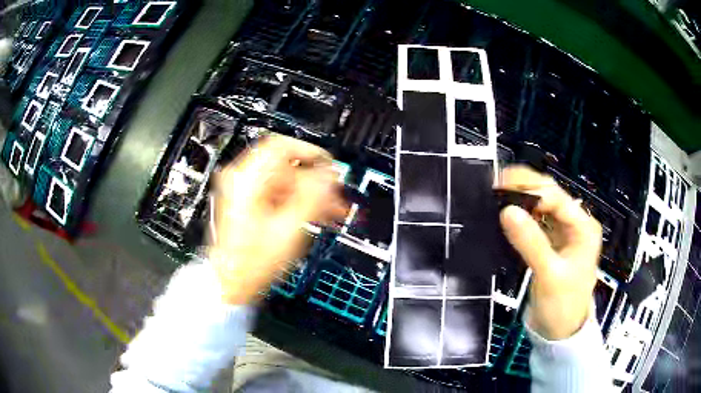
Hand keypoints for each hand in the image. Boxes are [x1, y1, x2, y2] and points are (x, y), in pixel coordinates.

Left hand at [208, 135, 346, 304]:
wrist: (232, 282)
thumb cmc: (251, 262)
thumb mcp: (288, 229)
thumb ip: (313, 196)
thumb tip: (329, 175)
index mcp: (246, 180)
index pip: (281, 146)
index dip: (310, 153)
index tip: (329, 168)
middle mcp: (241, 181)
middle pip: (286, 167)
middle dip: (315, 182)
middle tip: (335, 198)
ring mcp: (243, 192)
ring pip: (285, 182)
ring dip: (309, 194)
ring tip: (330, 212)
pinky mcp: (248, 204)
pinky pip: (278, 195)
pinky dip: (297, 202)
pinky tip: (315, 215)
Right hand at [498, 165, 602, 339]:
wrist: (560, 331)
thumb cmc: (563, 304)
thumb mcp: (549, 275)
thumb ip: (531, 242)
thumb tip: (507, 211)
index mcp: (583, 227)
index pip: (556, 197)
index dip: (530, 190)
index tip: (502, 188)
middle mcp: (574, 224)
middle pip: (549, 196)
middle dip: (524, 187)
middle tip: (496, 185)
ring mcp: (562, 233)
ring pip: (540, 207)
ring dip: (521, 200)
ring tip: (496, 196)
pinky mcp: (550, 243)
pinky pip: (535, 223)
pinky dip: (521, 217)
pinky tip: (506, 216)